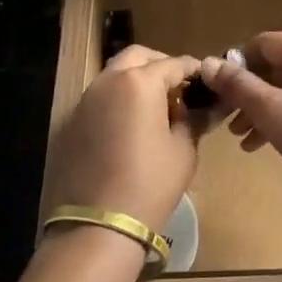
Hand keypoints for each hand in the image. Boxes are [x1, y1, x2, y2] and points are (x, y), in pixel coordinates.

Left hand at [47, 44, 203, 238]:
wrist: (98, 224)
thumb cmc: (150, 183)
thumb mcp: (183, 150)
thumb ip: (194, 120)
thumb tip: (209, 107)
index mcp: (140, 82)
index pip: (174, 64)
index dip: (194, 70)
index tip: (208, 81)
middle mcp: (109, 81)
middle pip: (138, 57)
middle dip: (161, 65)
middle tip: (179, 87)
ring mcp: (86, 100)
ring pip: (115, 74)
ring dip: (137, 80)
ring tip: (157, 107)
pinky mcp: (72, 121)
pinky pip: (100, 97)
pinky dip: (118, 99)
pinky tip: (131, 126)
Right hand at [201, 32, 281, 235]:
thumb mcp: (270, 110)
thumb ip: (237, 84)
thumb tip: (207, 62)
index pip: (264, 43)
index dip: (235, 63)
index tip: (214, 88)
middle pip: (275, 65)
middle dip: (246, 91)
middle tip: (223, 115)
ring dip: (259, 108)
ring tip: (237, 135)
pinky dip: (279, 118)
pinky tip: (257, 144)